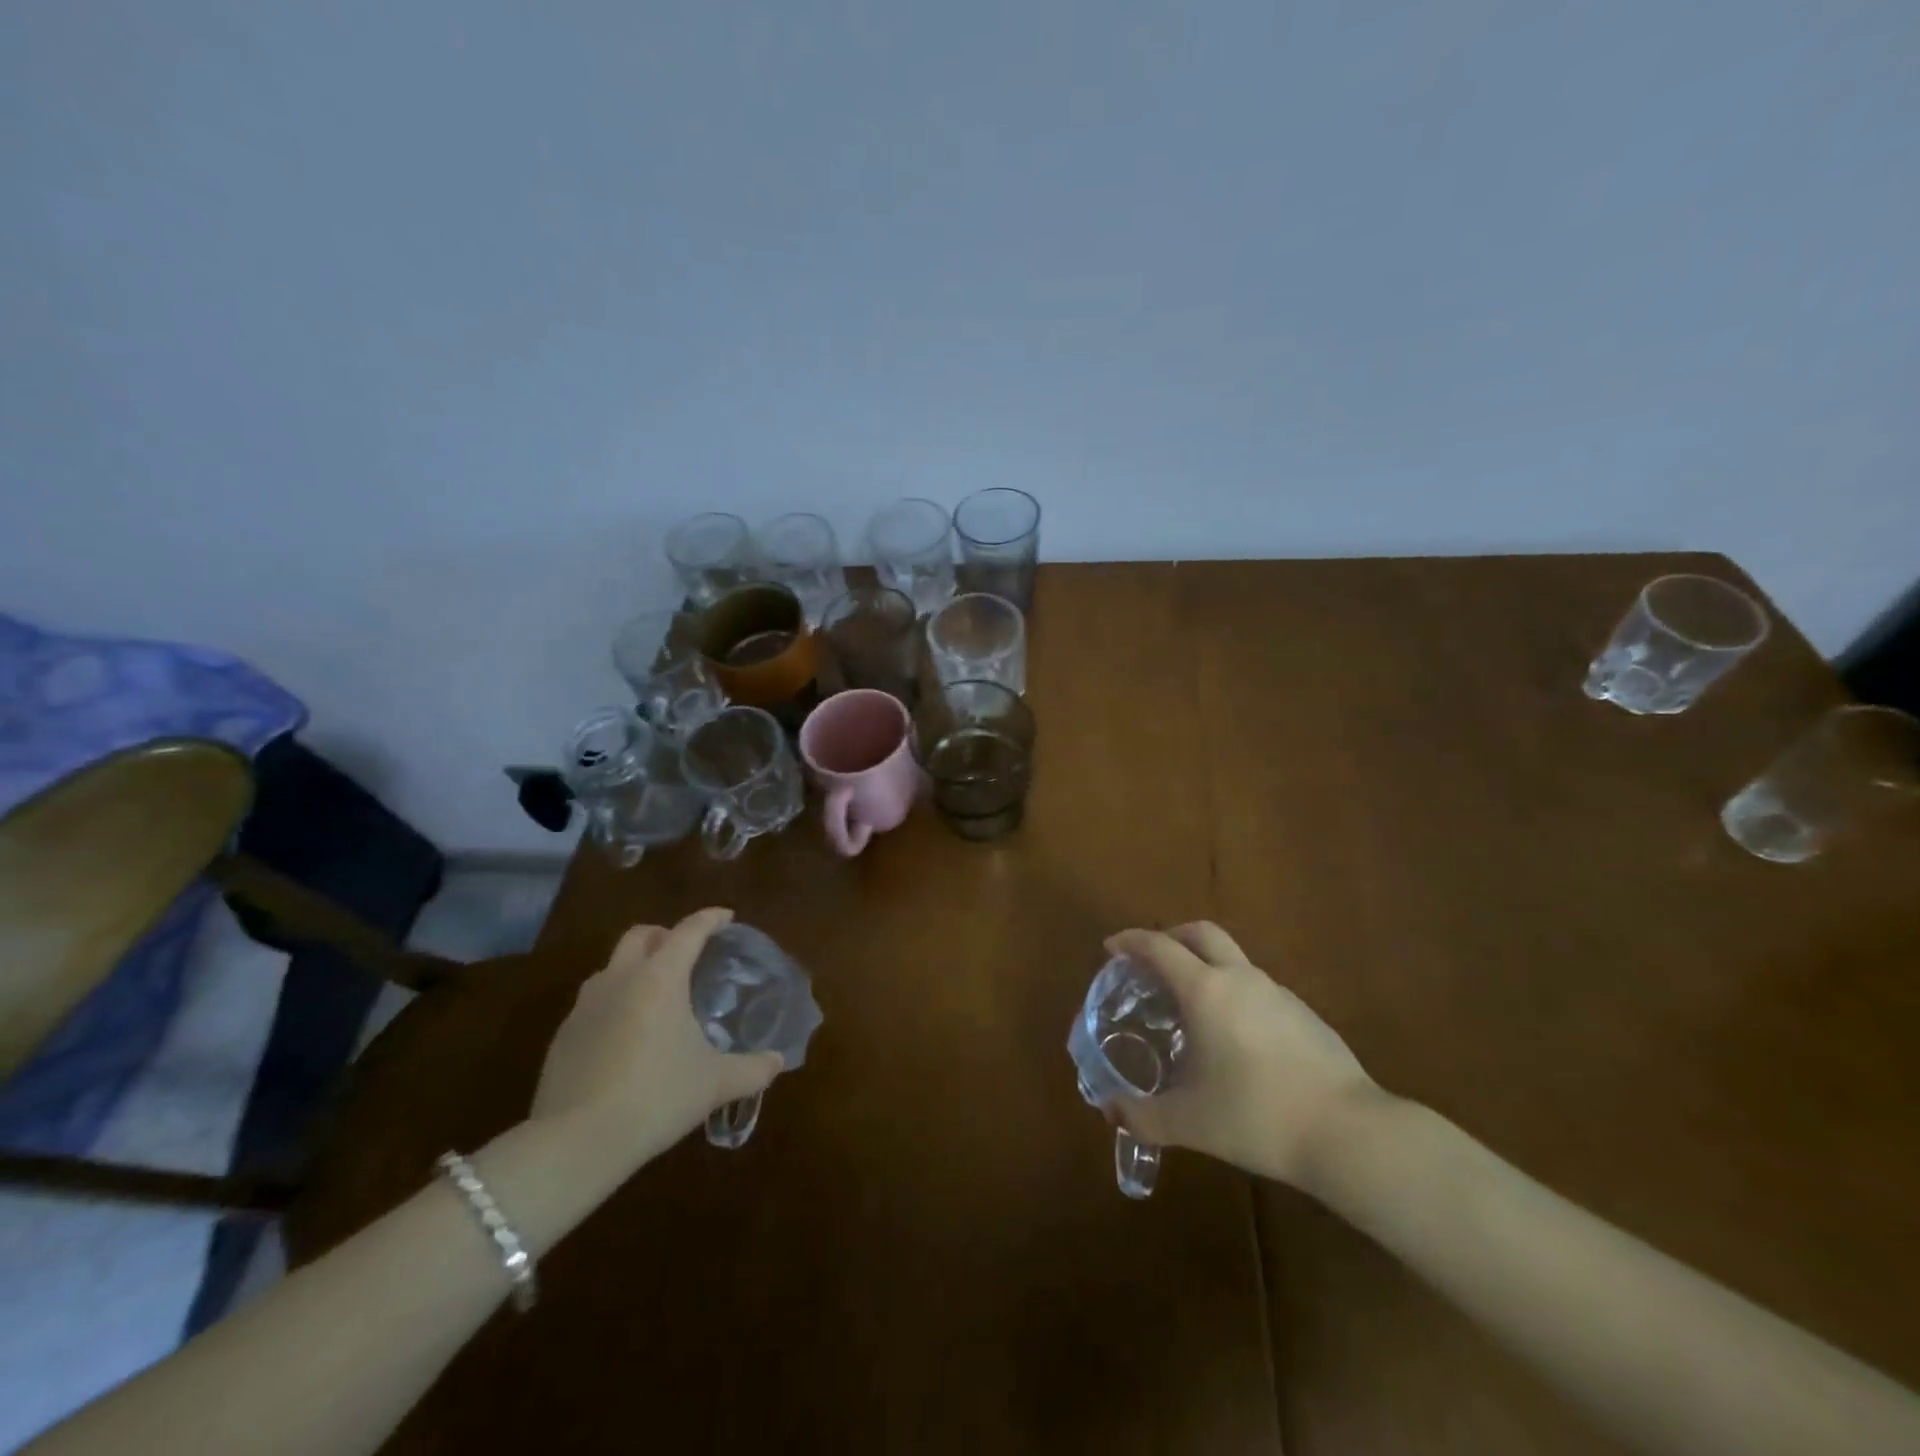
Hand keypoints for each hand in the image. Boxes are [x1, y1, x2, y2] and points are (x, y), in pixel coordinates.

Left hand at [531, 907, 782, 1165]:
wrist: (576, 1142)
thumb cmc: (657, 1096)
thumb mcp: (715, 1084)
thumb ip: (753, 1069)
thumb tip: (778, 1061)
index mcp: (660, 977)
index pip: (689, 931)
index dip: (710, 919)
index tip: (727, 917)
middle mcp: (620, 979)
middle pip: (640, 935)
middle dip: (664, 934)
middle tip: (686, 952)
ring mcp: (585, 1007)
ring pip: (611, 967)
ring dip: (634, 968)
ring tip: (655, 995)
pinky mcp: (563, 1037)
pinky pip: (592, 1004)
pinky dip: (613, 1004)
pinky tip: (626, 1037)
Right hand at [1104, 922, 1384, 1191]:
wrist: (1349, 1133)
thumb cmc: (1257, 1117)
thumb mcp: (1190, 1122)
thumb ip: (1143, 1116)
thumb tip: (1110, 1111)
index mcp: (1205, 991)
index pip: (1160, 948)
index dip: (1131, 941)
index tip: (1112, 947)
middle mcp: (1240, 979)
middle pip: (1201, 933)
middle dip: (1171, 936)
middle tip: (1152, 961)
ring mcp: (1277, 993)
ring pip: (1233, 960)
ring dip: (1205, 966)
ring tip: (1191, 1005)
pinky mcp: (1304, 1014)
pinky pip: (1257, 988)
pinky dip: (1234, 993)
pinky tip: (1234, 1037)